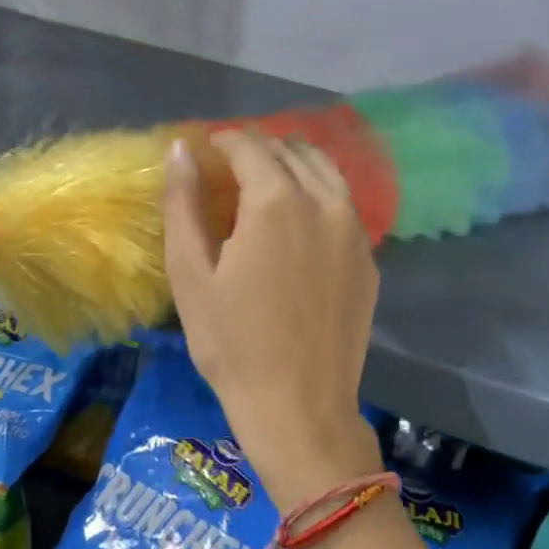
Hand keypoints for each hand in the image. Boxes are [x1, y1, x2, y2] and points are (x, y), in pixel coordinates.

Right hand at [162, 130, 382, 508]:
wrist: (299, 406)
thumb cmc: (232, 345)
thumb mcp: (191, 275)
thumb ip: (183, 204)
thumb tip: (180, 149)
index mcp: (276, 201)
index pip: (249, 145)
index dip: (222, 142)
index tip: (204, 154)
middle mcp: (324, 202)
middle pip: (291, 152)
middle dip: (256, 152)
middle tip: (228, 173)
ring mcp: (355, 231)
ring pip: (325, 173)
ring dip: (292, 167)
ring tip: (263, 190)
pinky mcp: (368, 260)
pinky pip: (343, 207)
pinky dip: (318, 197)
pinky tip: (298, 225)